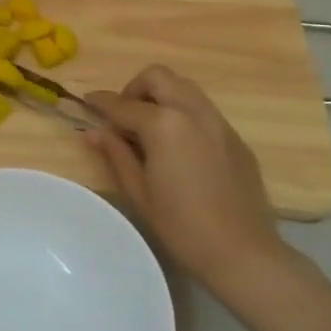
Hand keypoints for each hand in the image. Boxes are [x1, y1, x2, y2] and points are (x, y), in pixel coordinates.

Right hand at [83, 66, 285, 294]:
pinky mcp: (235, 138)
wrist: (243, 252)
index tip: (87, 102)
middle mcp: (192, 112)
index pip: (123, 105)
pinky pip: (203, 109)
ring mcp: (218, 122)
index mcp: (164, 125)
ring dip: (161, 95)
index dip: (100, 102)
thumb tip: (93, 132)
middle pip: (158, 77)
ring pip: (184, 87)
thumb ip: (116, 154)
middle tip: (124, 116)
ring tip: (150, 127)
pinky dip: (183, 113)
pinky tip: (179, 146)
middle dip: (135, 88)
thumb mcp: (139, 192)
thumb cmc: (182, 226)